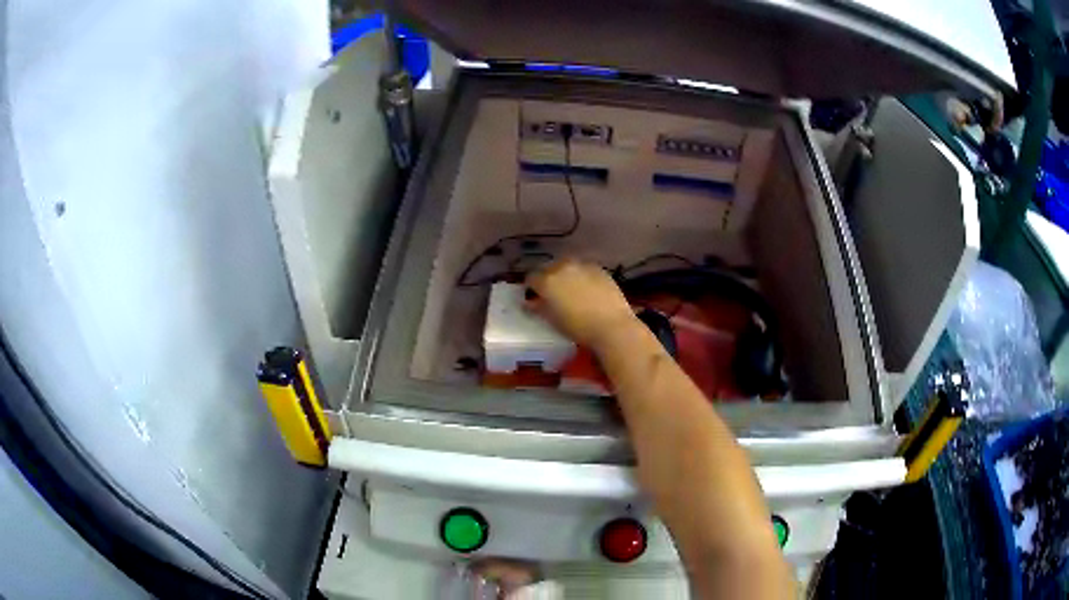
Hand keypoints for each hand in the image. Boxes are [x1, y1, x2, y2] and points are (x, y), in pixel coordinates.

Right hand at [525, 258, 636, 349]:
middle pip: (549, 268)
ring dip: (565, 274)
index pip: (531, 278)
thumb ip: (539, 308)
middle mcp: (562, 267)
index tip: (535, 296)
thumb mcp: (553, 320)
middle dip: (548, 278)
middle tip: (553, 293)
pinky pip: (585, 269)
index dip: (532, 288)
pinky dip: (582, 276)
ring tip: (571, 290)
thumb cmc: (578, 327)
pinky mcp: (599, 269)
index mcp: (547, 281)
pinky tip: (588, 289)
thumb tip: (529, 303)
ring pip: (568, 266)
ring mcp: (582, 266)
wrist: (611, 326)